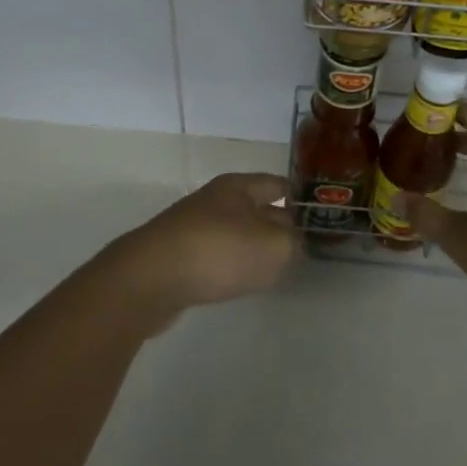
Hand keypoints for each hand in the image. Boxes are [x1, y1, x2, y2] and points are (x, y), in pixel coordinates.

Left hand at [99, 173, 297, 324]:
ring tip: (272, 266)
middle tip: (299, 245)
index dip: (299, 197)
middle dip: (276, 223)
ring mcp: (192, 227)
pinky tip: (236, 281)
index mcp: (238, 187)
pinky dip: (229, 265)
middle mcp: (214, 200)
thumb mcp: (273, 247)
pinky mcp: (176, 256)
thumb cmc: (219, 252)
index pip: (277, 184)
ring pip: (234, 232)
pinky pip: (214, 255)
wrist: (149, 279)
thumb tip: (291, 241)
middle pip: (254, 207)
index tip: (317, 214)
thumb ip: (292, 243)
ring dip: (252, 246)